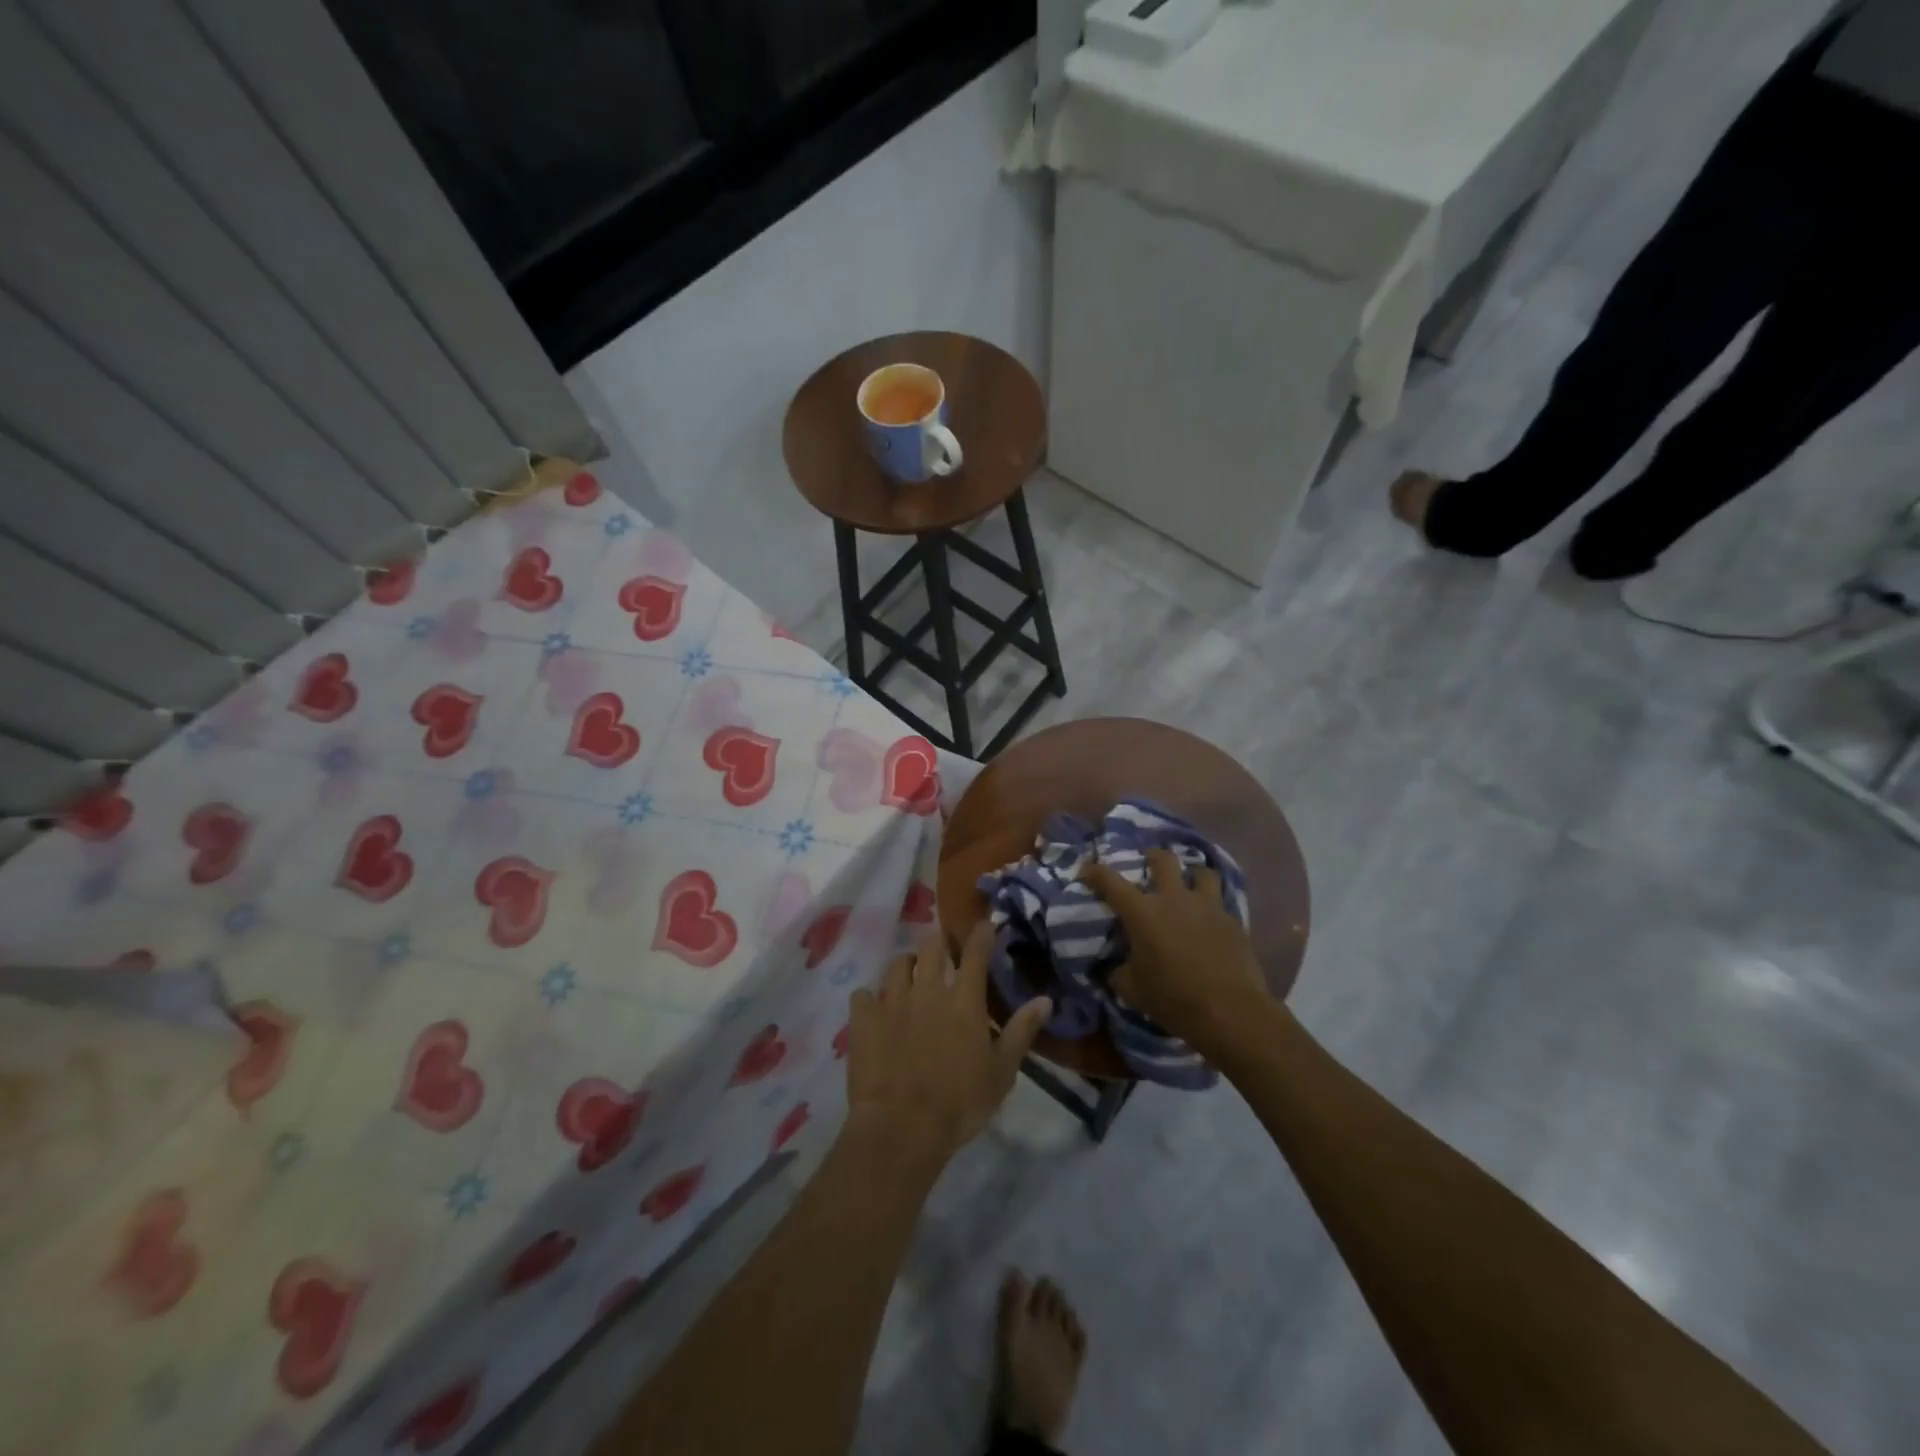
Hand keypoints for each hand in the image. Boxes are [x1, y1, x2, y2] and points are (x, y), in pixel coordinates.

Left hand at [845, 923, 1051, 1164]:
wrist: (902, 1127)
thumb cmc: (960, 1102)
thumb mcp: (1002, 1071)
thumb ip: (1021, 1031)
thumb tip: (1045, 999)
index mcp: (963, 1000)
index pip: (975, 953)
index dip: (981, 934)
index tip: (984, 923)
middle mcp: (927, 990)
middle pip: (931, 946)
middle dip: (939, 941)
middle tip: (943, 949)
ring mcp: (892, 1001)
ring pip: (897, 964)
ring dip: (907, 965)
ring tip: (910, 975)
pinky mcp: (864, 1019)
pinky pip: (863, 995)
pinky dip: (869, 998)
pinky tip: (873, 1008)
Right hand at [1082, 847, 1269, 1051]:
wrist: (1229, 1011)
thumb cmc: (1173, 998)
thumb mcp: (1132, 989)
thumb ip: (1119, 971)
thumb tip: (1115, 967)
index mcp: (1142, 912)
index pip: (1110, 881)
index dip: (1095, 872)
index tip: (1087, 870)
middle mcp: (1174, 899)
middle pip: (1163, 860)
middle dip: (1153, 857)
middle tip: (1149, 863)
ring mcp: (1207, 906)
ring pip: (1202, 872)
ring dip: (1192, 875)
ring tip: (1189, 885)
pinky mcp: (1233, 921)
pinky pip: (1220, 903)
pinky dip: (1212, 906)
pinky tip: (1211, 921)